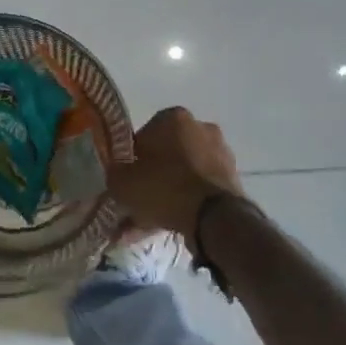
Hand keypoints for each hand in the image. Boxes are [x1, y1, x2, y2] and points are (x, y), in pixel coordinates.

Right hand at [106, 107, 243, 250]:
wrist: (213, 216)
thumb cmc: (163, 187)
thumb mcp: (122, 182)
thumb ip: (115, 173)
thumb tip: (117, 173)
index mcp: (173, 118)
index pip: (143, 135)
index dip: (131, 159)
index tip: (126, 180)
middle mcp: (200, 128)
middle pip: (166, 155)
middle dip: (151, 178)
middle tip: (136, 202)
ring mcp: (220, 153)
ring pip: (182, 175)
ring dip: (166, 194)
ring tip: (148, 223)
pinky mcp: (231, 178)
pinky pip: (198, 190)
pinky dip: (185, 204)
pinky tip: (168, 226)